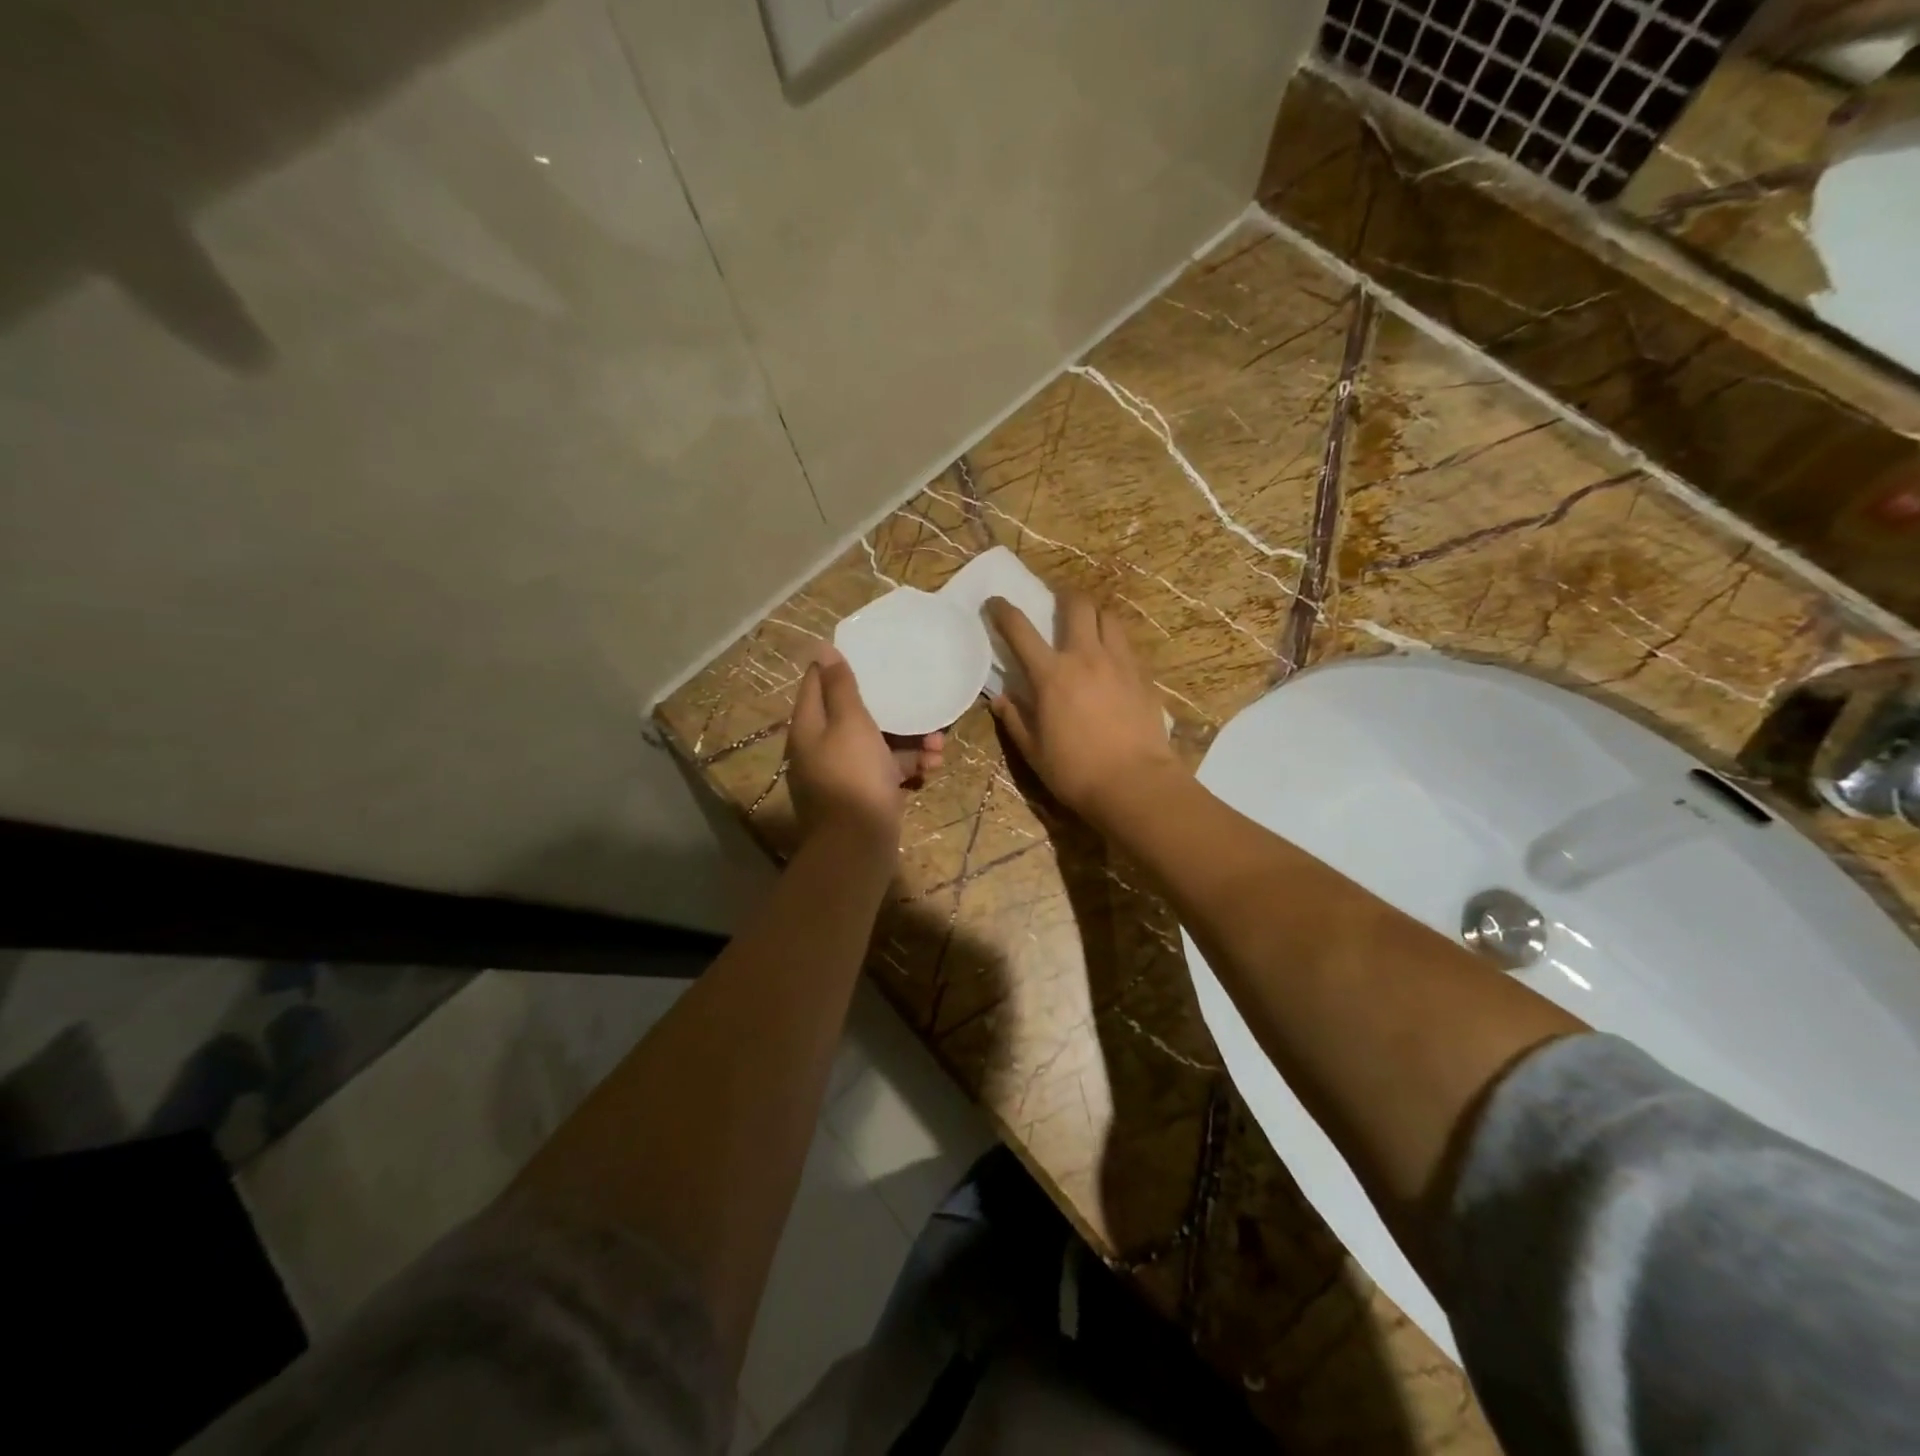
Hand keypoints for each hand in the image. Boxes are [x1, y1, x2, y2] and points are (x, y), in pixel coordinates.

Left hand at [787, 645, 943, 855]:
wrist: (857, 846)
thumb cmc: (853, 777)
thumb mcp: (849, 723)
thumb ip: (840, 687)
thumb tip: (821, 650)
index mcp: (809, 728)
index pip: (816, 684)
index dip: (837, 667)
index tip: (868, 654)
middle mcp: (821, 749)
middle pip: (853, 716)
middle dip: (890, 708)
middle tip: (917, 700)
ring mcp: (843, 775)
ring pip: (876, 745)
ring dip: (909, 741)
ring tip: (939, 744)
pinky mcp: (863, 796)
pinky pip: (886, 771)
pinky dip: (908, 767)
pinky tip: (933, 767)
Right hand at [985, 593, 1181, 824]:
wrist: (1134, 783)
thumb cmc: (1075, 771)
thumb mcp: (1034, 751)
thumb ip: (1015, 721)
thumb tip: (1001, 700)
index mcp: (1051, 675)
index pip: (1020, 630)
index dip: (1003, 611)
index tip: (995, 602)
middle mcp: (1086, 657)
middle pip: (1077, 605)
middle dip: (1063, 597)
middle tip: (1057, 604)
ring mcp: (1119, 663)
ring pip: (1108, 617)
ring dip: (1094, 615)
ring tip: (1088, 626)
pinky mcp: (1143, 675)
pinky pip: (1127, 644)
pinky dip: (1114, 641)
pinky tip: (1111, 659)